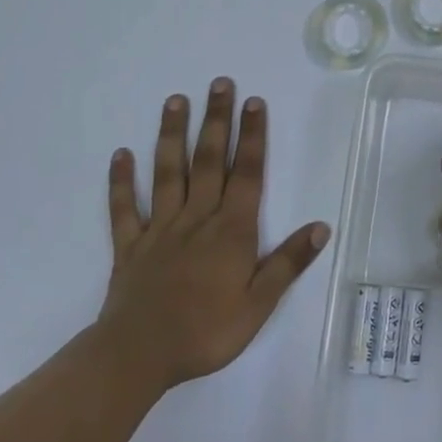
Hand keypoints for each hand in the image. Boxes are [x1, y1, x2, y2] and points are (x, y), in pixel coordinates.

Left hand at [101, 79, 328, 388]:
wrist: (137, 357)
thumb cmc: (205, 332)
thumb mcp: (258, 305)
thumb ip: (288, 263)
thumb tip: (322, 226)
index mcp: (231, 231)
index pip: (247, 174)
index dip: (252, 137)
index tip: (254, 102)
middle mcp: (196, 219)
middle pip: (208, 161)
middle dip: (216, 120)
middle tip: (219, 83)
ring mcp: (159, 229)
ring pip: (167, 173)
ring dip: (171, 135)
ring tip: (174, 101)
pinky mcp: (130, 246)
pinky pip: (124, 208)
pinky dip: (120, 182)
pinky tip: (120, 155)